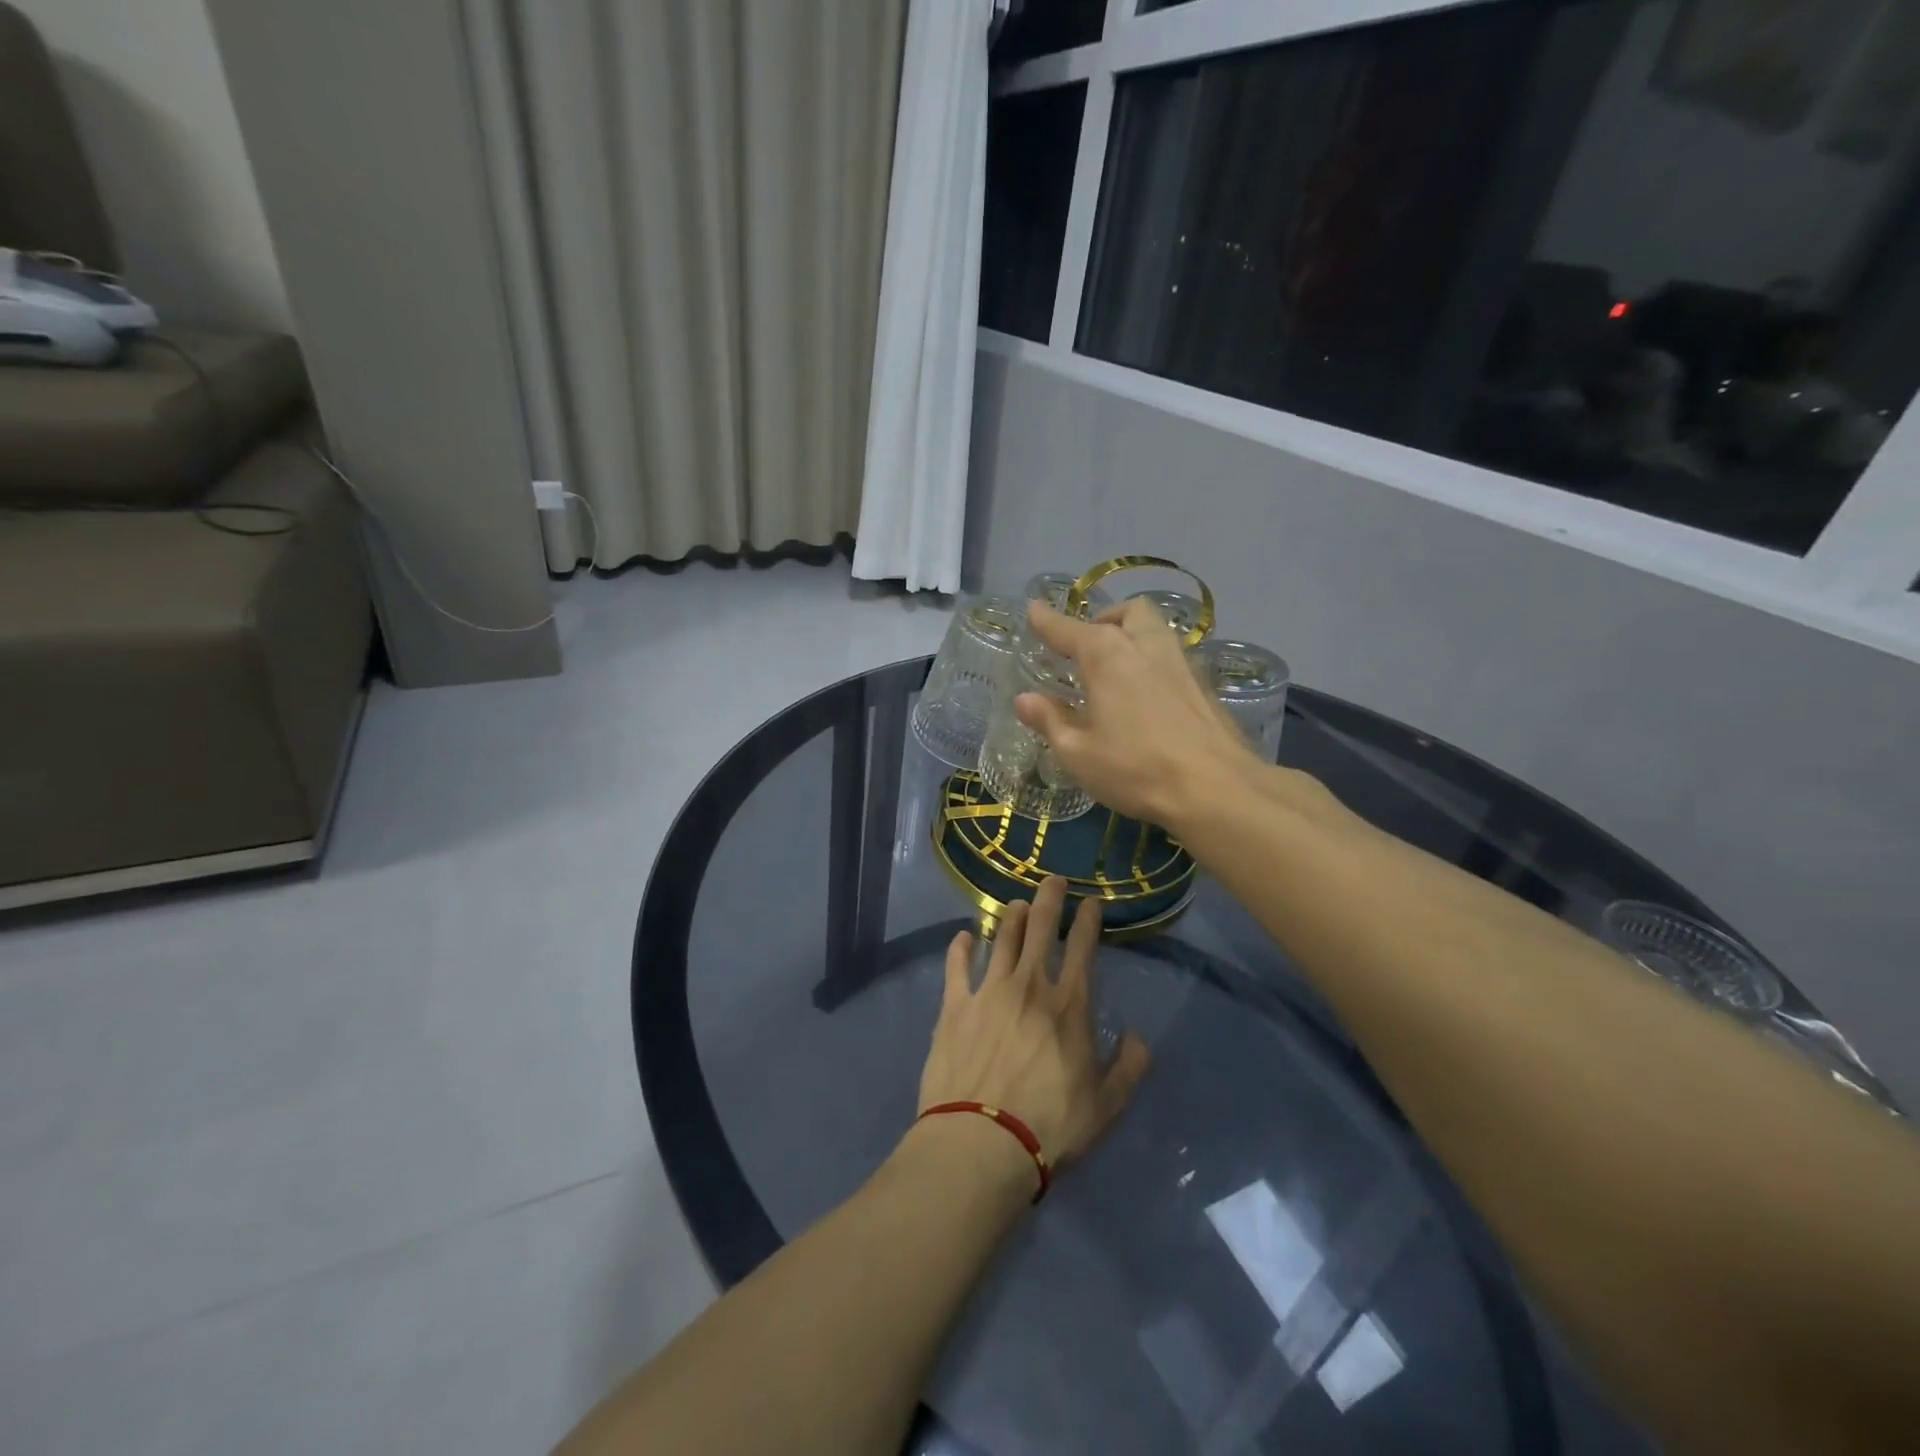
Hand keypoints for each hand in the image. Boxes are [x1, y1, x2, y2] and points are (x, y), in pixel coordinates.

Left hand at [918, 877, 1149, 1175]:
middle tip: (1052, 879)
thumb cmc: (1050, 1125)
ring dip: (1010, 916)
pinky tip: (963, 937)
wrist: (982, 1143)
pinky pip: (956, 966)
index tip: (1091, 901)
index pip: (1082, 948)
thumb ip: (1128, 1067)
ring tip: (1015, 903)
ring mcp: (988, 991)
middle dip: (1049, 898)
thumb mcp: (1106, 1105)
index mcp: (1068, 1005)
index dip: (1088, 920)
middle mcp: (1029, 985)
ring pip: (1001, 938)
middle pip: (1039, 928)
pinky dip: (960, 948)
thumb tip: (1137, 1036)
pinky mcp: (954, 1006)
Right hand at [1013, 598, 1257, 826]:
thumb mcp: (1078, 753)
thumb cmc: (1135, 768)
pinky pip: (1172, 656)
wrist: (1216, 788)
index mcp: (1107, 655)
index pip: (1068, 629)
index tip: (1034, 609)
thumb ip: (1050, 720)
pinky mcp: (1204, 685)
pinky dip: (1152, 661)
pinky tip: (1146, 694)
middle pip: (1126, 612)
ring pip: (1156, 629)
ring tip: (1116, 667)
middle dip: (1103, 619)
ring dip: (1132, 635)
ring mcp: (1181, 663)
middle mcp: (1145, 646)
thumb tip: (1025, 699)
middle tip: (1086, 647)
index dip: (1046, 620)